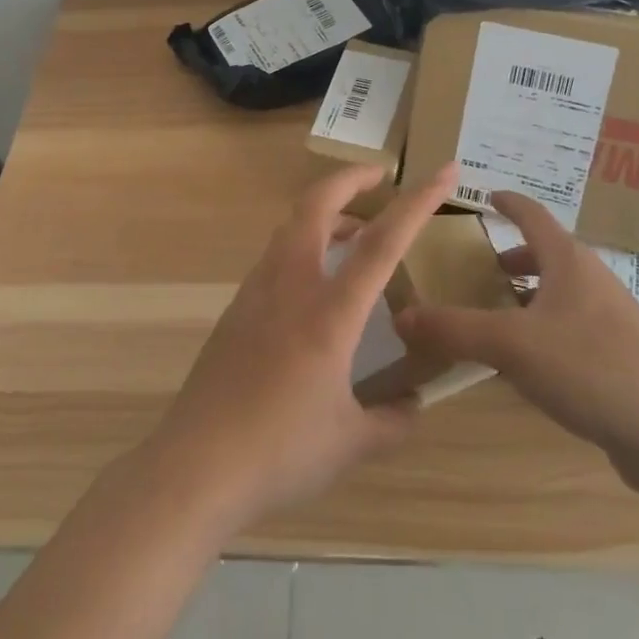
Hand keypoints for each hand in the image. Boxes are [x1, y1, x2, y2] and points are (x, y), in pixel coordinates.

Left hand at [145, 161, 458, 526]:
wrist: (196, 466)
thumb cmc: (280, 452)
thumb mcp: (350, 444)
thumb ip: (390, 420)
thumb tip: (412, 406)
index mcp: (330, 313)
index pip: (382, 242)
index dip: (417, 203)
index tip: (442, 172)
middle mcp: (290, 287)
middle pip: (315, 206)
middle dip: (349, 179)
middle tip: (378, 176)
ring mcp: (255, 294)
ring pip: (290, 228)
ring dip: (324, 215)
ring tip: (353, 233)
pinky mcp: (235, 311)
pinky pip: (274, 259)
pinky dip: (301, 248)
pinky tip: (313, 286)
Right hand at [393, 192, 638, 482]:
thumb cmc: (589, 367)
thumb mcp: (510, 345)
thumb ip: (454, 329)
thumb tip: (400, 315)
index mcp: (569, 262)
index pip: (533, 216)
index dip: (508, 203)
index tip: (486, 196)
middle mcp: (592, 281)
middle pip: (549, 255)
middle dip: (513, 258)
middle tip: (481, 268)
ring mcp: (612, 319)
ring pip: (561, 294)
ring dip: (528, 297)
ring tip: (498, 315)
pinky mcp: (621, 356)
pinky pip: (571, 328)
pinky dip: (544, 330)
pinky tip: (527, 364)